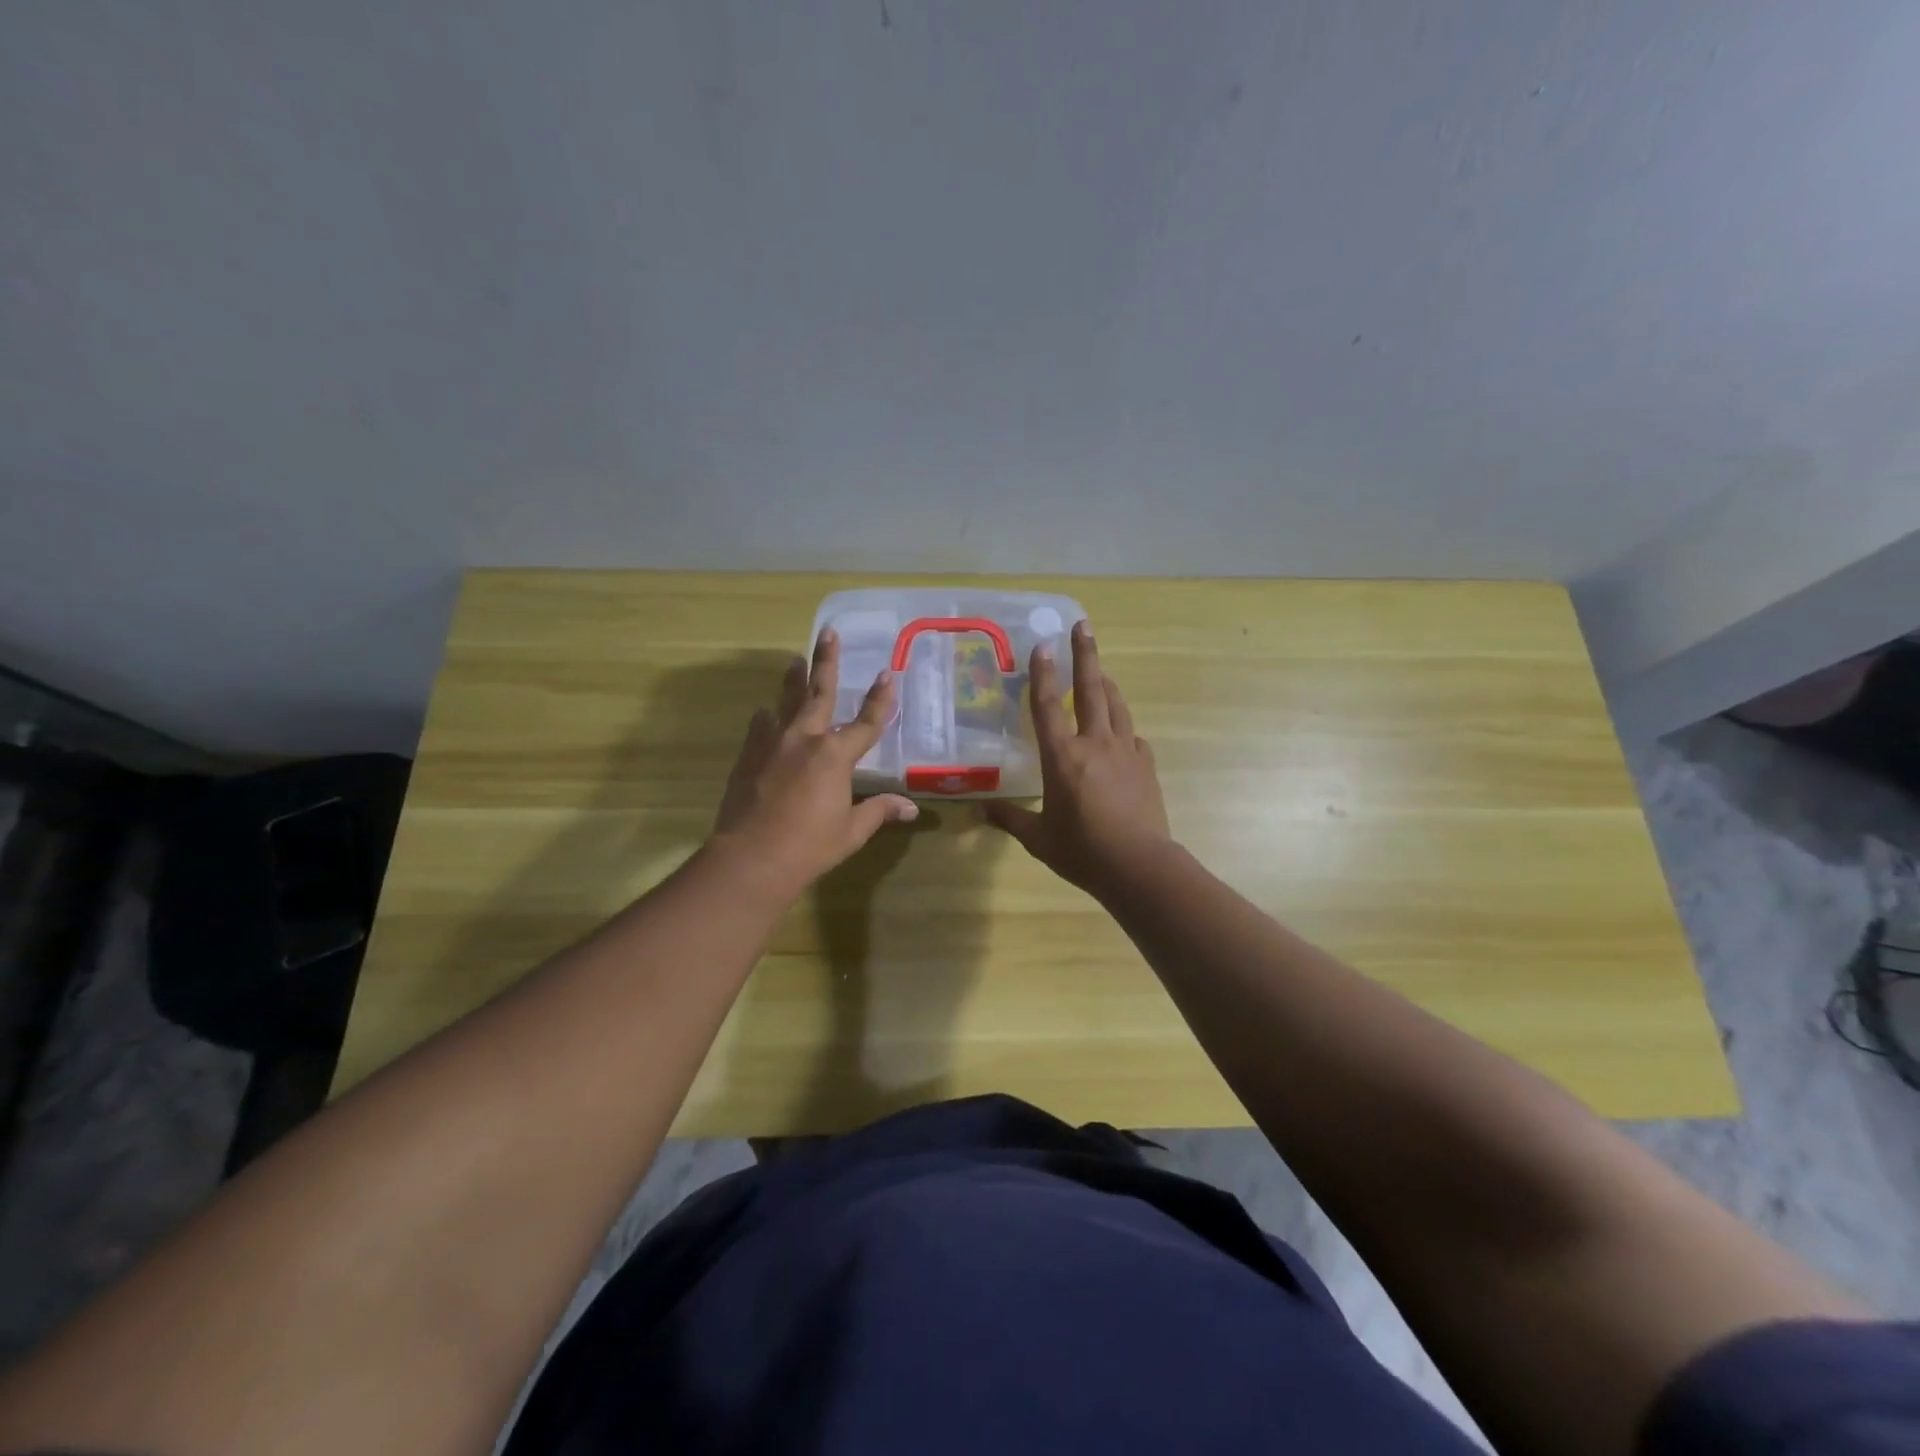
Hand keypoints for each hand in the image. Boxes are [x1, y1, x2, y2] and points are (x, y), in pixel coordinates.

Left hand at [710, 629, 918, 897]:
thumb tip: (911, 808)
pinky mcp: (749, 755)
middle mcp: (805, 738)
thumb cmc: (809, 846)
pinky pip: (760, 726)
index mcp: (836, 756)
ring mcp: (773, 743)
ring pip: (785, 701)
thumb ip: (879, 811)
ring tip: (794, 660)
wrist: (751, 858)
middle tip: (828, 633)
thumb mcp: (851, 830)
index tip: (888, 674)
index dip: (880, 698)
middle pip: (820, 692)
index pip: (866, 721)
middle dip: (826, 661)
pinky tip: (767, 713)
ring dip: (793, 680)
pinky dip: (768, 717)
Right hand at [985, 620, 1171, 894]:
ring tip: (1101, 670)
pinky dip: (1123, 726)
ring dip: (1107, 683)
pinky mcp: (1145, 766)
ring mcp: (1125, 752)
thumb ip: (1011, 819)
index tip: (1042, 645)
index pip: (1049, 706)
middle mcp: (1094, 744)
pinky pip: (1132, 736)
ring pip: (1116, 706)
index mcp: (1063, 757)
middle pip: (1091, 690)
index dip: (1043, 673)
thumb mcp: (1038, 838)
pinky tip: (1121, 731)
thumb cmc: (1082, 851)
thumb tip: (981, 810)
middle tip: (1084, 626)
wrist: (1139, 865)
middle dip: (1085, 655)